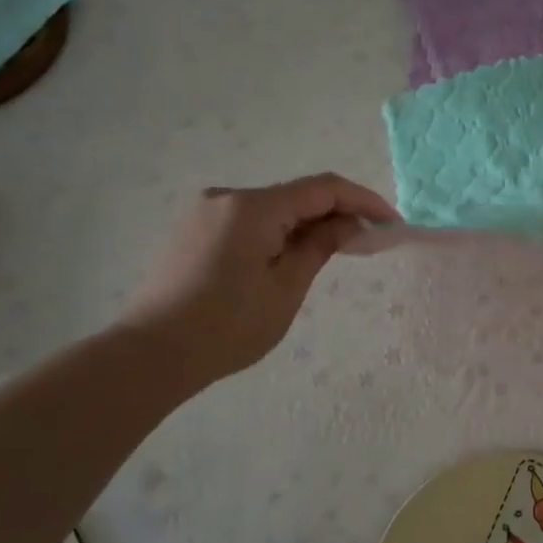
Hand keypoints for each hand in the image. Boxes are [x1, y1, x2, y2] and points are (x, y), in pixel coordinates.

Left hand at [118, 173, 398, 392]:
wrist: (151, 354)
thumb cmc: (227, 325)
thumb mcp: (286, 287)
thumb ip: (321, 245)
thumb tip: (350, 223)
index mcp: (253, 206)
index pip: (322, 188)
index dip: (363, 200)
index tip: (391, 223)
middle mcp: (227, 197)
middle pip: (296, 196)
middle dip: (336, 213)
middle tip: (368, 242)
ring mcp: (206, 212)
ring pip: (273, 209)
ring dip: (307, 224)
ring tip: (333, 252)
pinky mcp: (194, 231)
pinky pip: (249, 222)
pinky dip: (278, 232)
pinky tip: (290, 258)